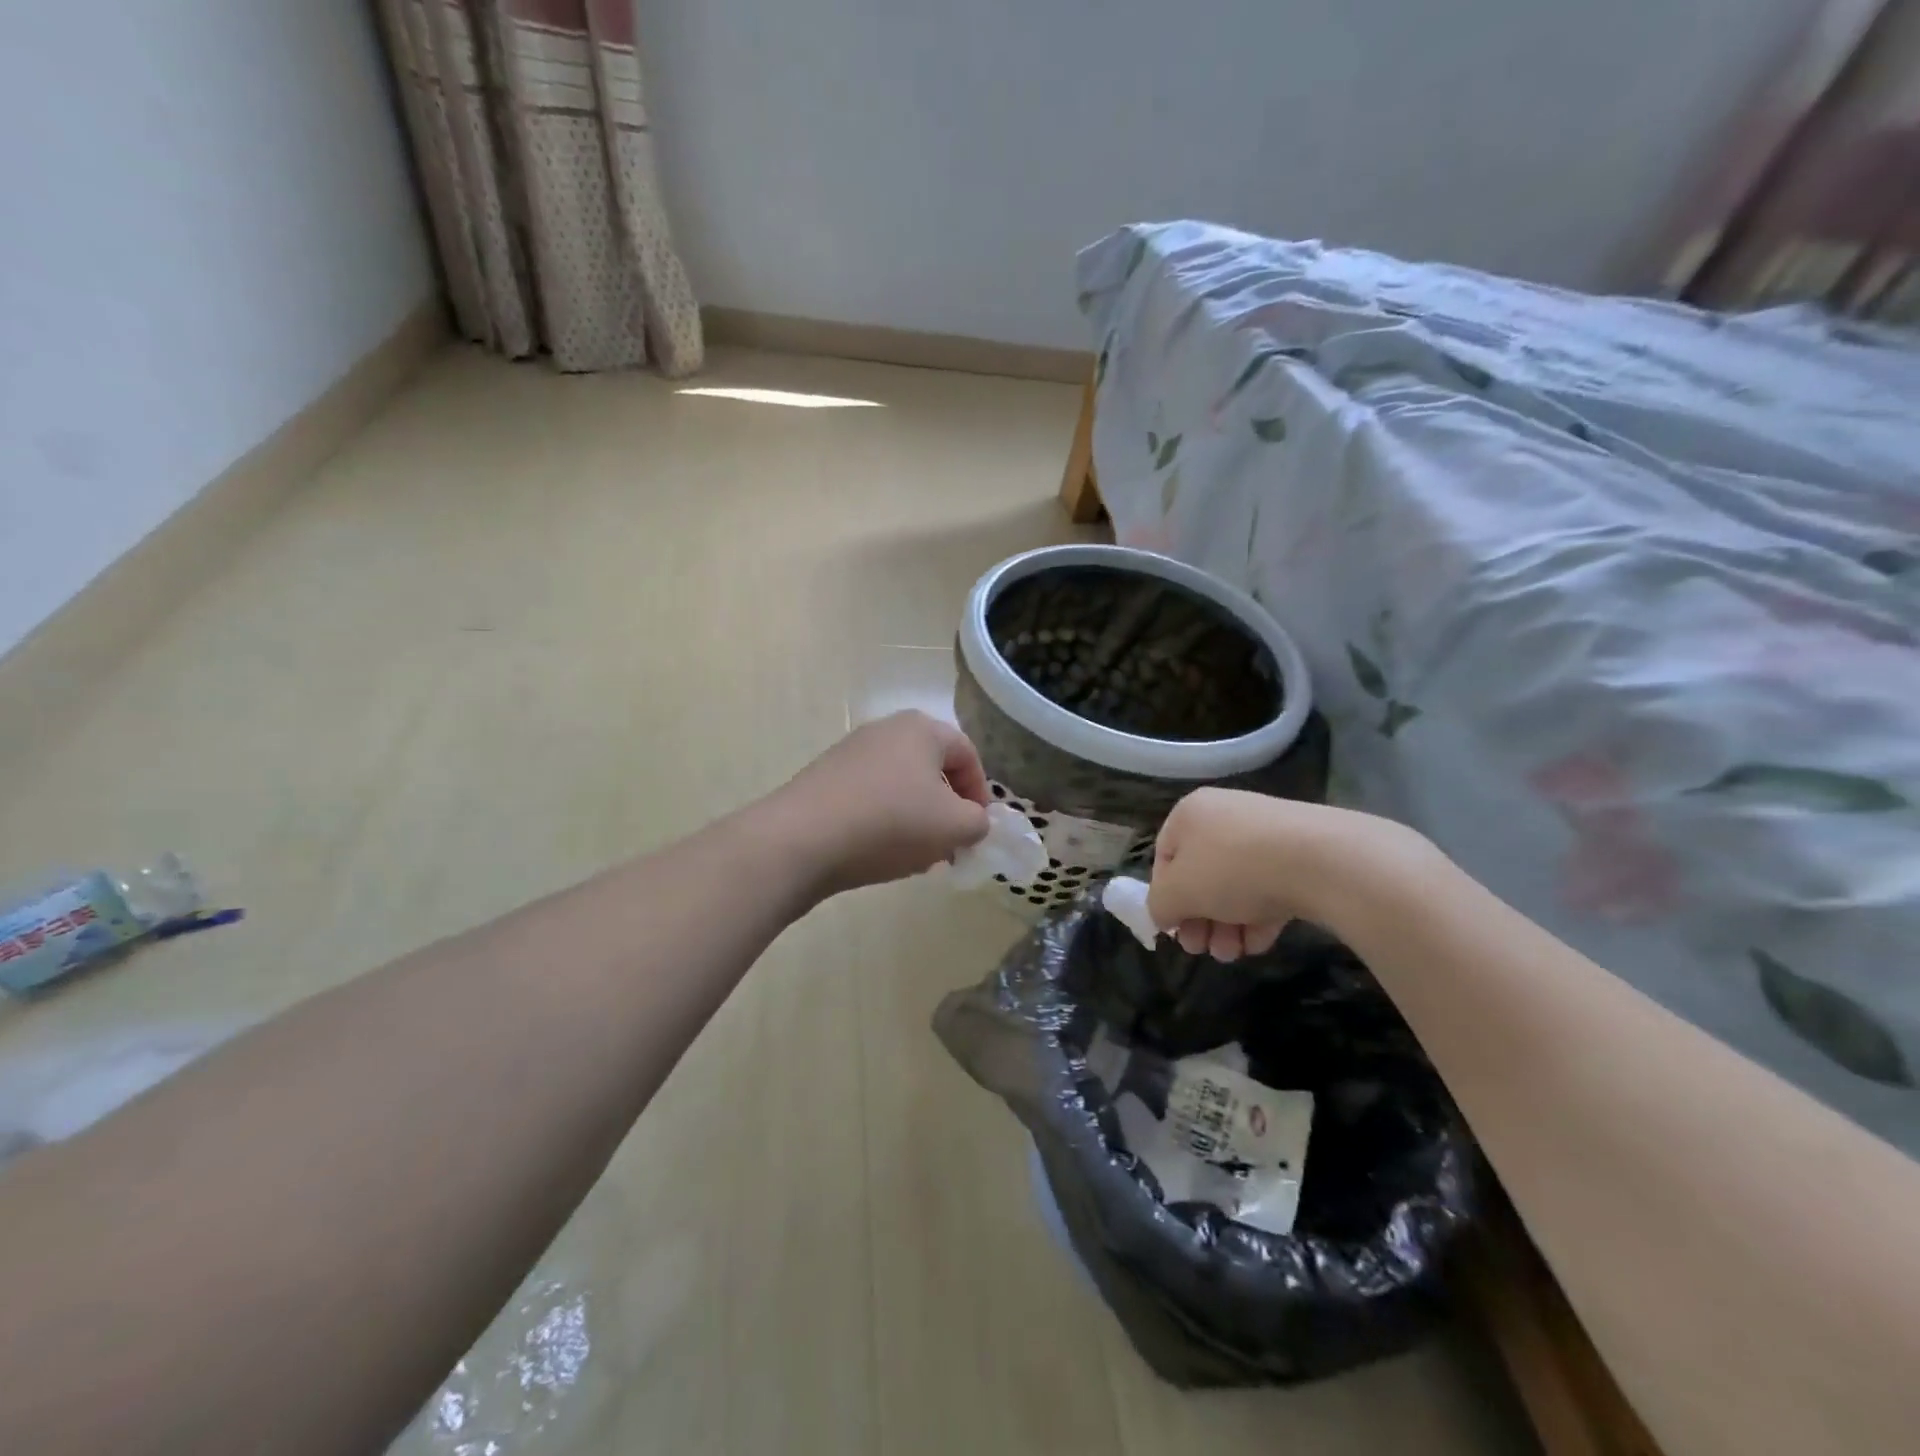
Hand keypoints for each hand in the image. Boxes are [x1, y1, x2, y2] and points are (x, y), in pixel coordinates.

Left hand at [773, 712, 991, 895]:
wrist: (801, 840)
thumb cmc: (890, 823)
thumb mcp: (954, 827)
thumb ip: (978, 822)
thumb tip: (973, 822)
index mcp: (921, 729)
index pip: (967, 754)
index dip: (981, 792)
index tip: (979, 828)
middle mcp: (885, 730)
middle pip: (931, 767)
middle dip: (947, 807)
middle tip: (950, 843)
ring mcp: (850, 752)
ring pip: (899, 784)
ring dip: (915, 816)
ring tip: (915, 854)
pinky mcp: (824, 778)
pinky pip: (869, 796)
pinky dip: (883, 820)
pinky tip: (878, 851)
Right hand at [1146, 788, 1425, 959]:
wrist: (1322, 860)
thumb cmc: (1233, 869)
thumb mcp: (1179, 892)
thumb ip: (1159, 905)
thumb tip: (1164, 913)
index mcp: (1190, 813)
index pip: (1165, 857)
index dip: (1165, 897)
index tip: (1175, 930)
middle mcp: (1225, 816)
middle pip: (1202, 875)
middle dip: (1200, 919)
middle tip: (1203, 950)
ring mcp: (1267, 833)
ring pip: (1236, 885)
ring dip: (1227, 925)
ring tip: (1233, 954)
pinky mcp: (1301, 853)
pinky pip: (1270, 886)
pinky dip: (1260, 916)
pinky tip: (1260, 943)